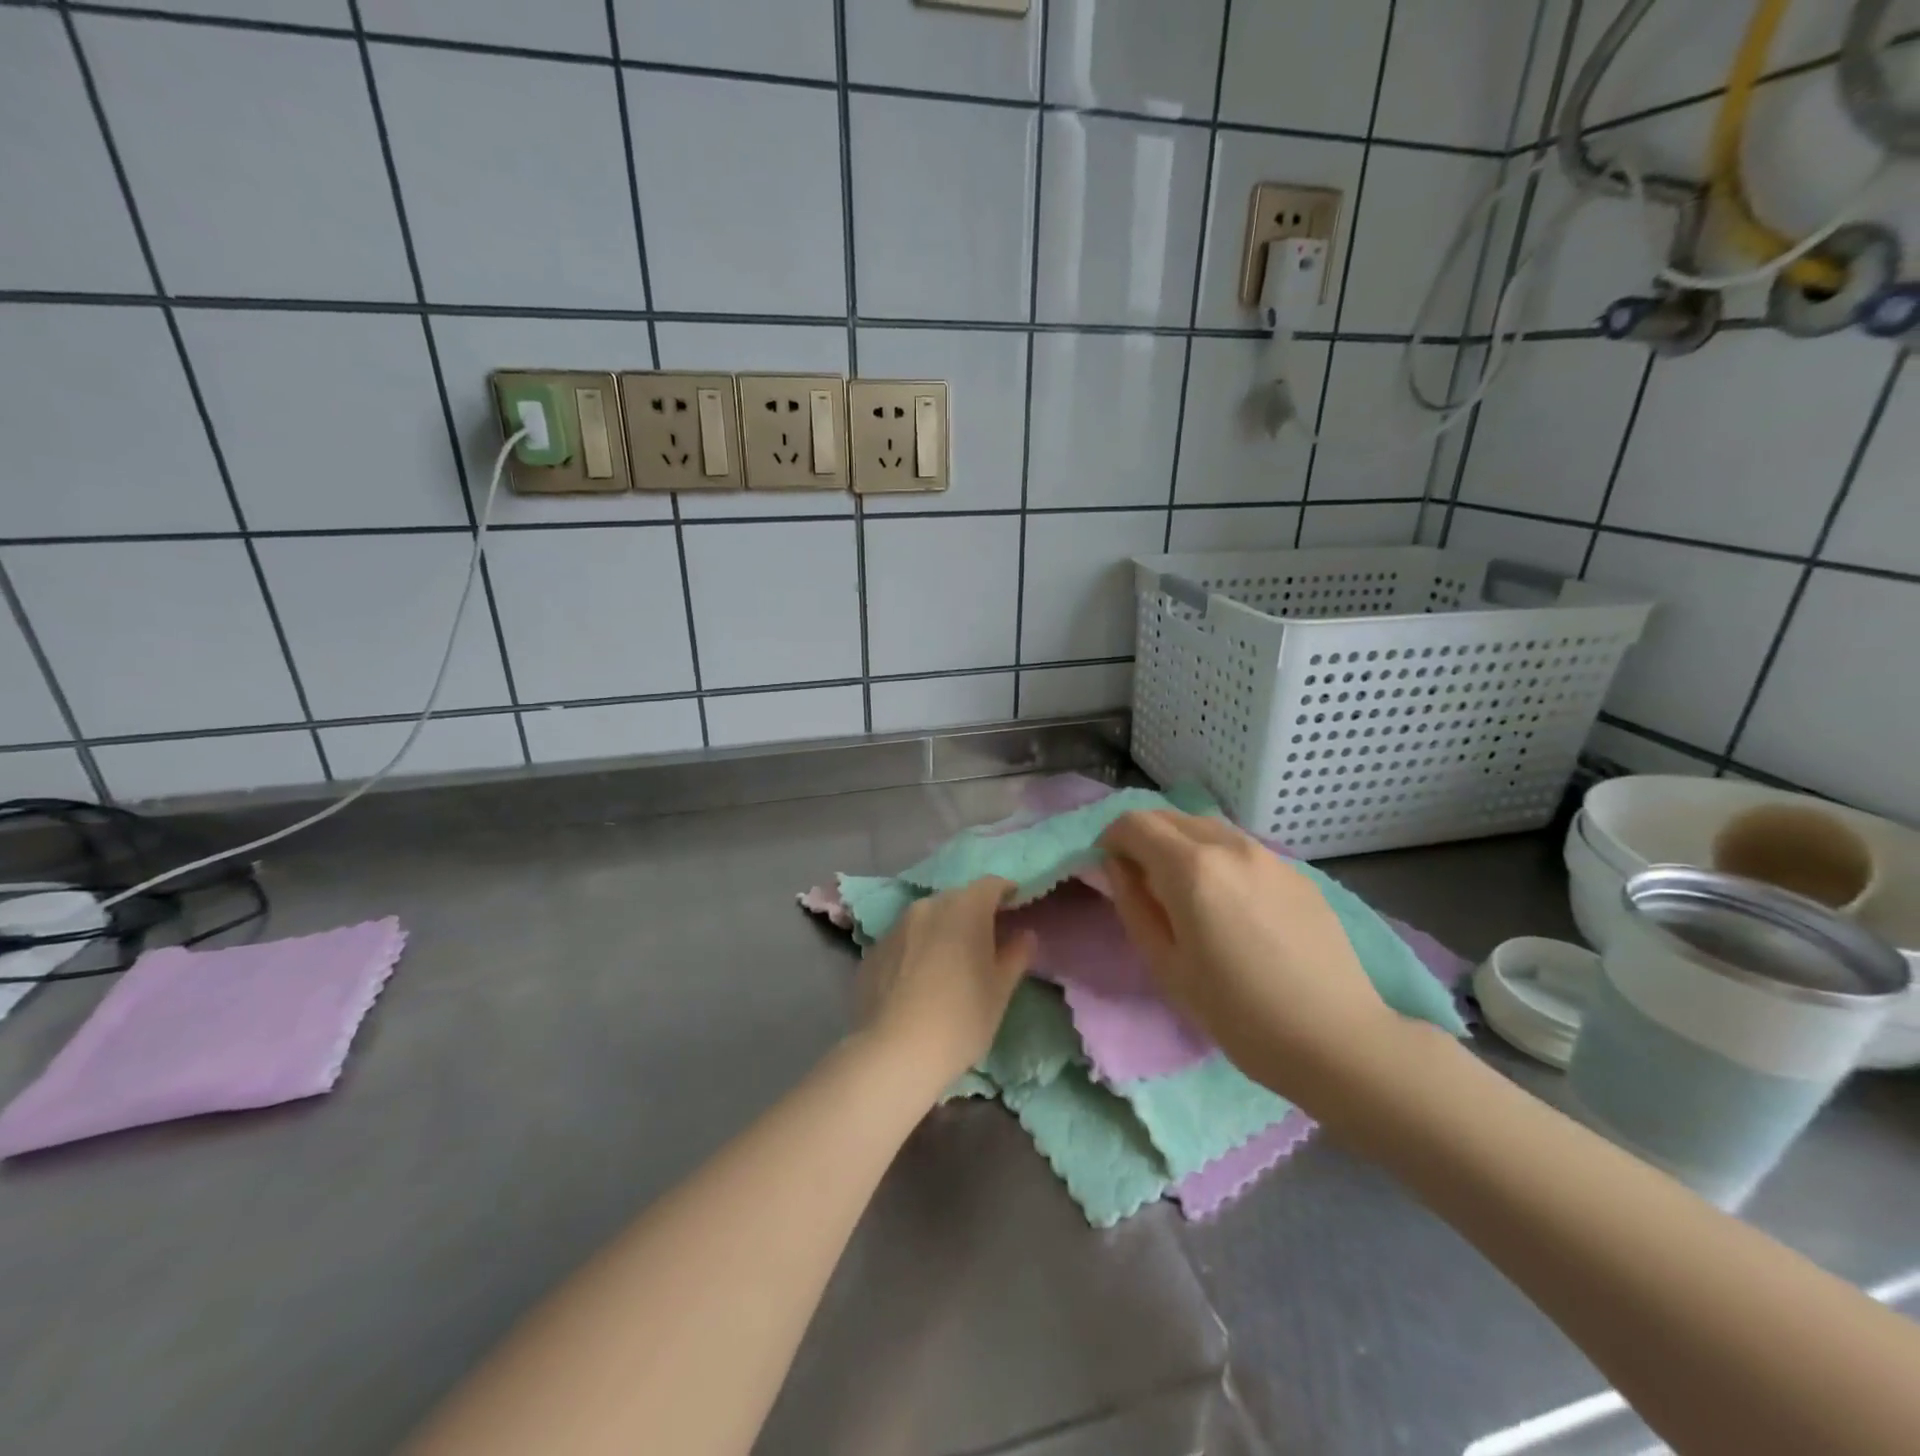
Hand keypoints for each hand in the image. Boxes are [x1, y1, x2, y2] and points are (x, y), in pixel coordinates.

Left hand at [854, 877, 1037, 1092]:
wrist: (893, 1053)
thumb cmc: (960, 1019)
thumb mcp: (1000, 990)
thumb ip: (1015, 955)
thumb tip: (1024, 934)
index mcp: (964, 908)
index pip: (990, 885)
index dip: (1006, 893)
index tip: (1015, 908)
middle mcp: (928, 907)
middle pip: (958, 899)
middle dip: (974, 912)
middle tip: (986, 941)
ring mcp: (896, 927)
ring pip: (928, 918)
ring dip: (943, 929)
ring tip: (951, 962)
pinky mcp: (873, 950)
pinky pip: (905, 939)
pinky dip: (917, 948)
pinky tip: (919, 980)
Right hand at [1098, 811, 1396, 1104]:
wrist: (1337, 1040)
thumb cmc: (1238, 1014)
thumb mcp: (1166, 966)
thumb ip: (1133, 905)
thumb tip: (1117, 867)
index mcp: (1191, 868)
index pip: (1134, 824)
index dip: (1111, 840)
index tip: (1110, 870)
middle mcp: (1229, 845)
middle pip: (1170, 817)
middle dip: (1144, 837)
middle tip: (1141, 881)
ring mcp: (1268, 855)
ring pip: (1207, 827)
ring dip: (1181, 844)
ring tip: (1185, 892)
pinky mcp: (1297, 872)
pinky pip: (1241, 849)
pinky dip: (1218, 858)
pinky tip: (1232, 905)